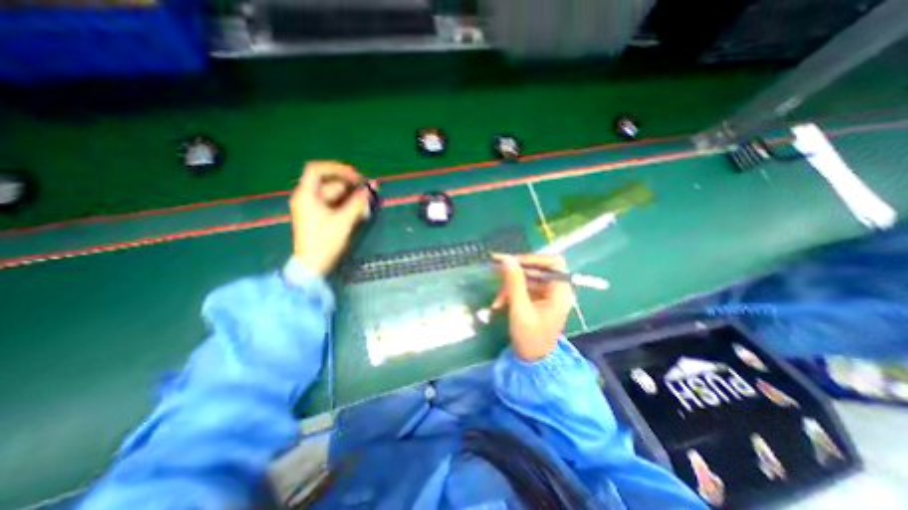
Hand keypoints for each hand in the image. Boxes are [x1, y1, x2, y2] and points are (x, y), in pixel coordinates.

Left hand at [291, 161, 367, 273]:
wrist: (313, 265)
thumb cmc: (325, 242)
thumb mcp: (344, 221)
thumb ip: (358, 202)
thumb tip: (372, 187)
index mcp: (306, 195)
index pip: (317, 170)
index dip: (337, 169)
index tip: (356, 177)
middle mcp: (307, 198)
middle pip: (329, 184)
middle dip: (350, 187)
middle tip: (369, 193)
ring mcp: (312, 208)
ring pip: (334, 195)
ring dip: (351, 197)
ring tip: (367, 203)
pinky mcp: (318, 217)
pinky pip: (334, 204)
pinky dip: (346, 205)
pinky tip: (358, 210)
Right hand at [490, 253, 572, 359]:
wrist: (532, 361)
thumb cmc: (530, 337)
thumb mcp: (520, 309)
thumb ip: (514, 283)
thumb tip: (506, 259)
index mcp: (561, 291)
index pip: (553, 262)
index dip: (533, 258)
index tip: (512, 261)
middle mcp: (556, 289)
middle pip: (537, 269)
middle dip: (515, 272)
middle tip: (496, 269)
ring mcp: (546, 294)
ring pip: (527, 278)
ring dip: (509, 285)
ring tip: (497, 299)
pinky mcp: (537, 299)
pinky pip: (523, 287)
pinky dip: (510, 292)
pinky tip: (499, 303)